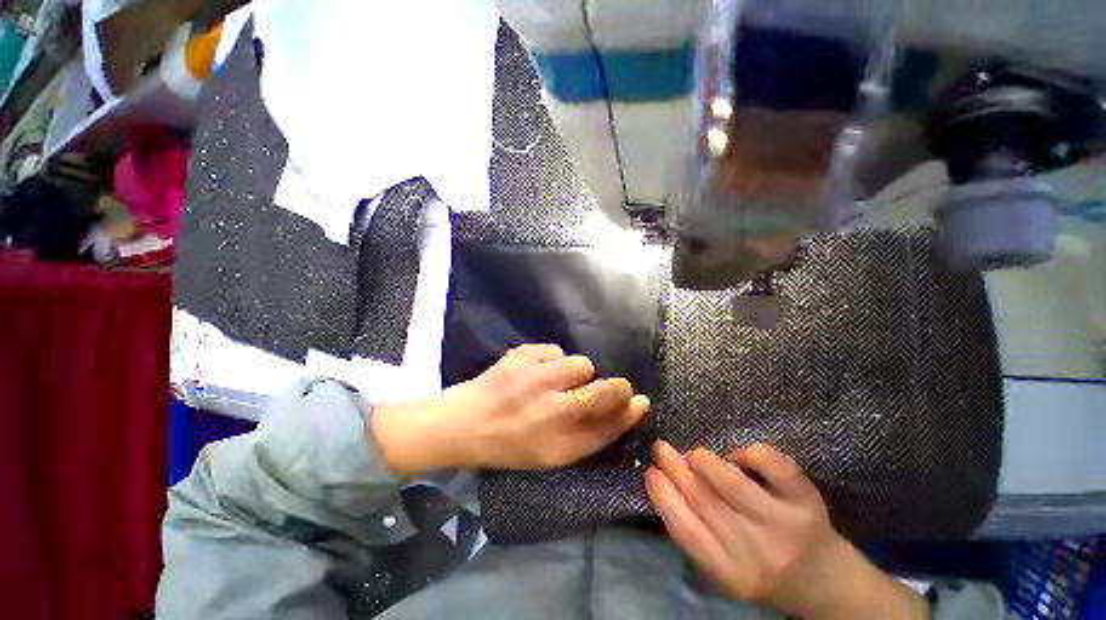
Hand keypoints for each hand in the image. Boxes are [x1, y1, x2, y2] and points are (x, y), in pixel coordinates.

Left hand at [371, 344, 650, 473]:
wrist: (463, 422)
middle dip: (611, 388)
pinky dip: (550, 360)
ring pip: (580, 363)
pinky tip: (533, 372)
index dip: (629, 406)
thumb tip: (633, 406)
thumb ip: (596, 433)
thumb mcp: (556, 453)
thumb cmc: (512, 444)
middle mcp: (551, 408)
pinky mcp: (520, 355)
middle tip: (593, 390)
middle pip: (606, 389)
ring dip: (575, 372)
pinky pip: (554, 350)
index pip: (613, 418)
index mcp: (560, 441)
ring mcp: (534, 376)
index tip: (634, 399)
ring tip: (555, 382)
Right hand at [646, 442, 927, 618]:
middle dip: (675, 469)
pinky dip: (752, 454)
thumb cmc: (763, 571)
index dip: (663, 495)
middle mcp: (756, 552)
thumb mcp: (724, 567)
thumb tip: (664, 483)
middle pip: (704, 502)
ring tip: (693, 454)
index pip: (685, 530)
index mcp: (729, 572)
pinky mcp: (807, 503)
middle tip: (660, 448)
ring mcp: (784, 525)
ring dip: (704, 461)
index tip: (650, 471)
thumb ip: (695, 533)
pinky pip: (775, 468)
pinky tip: (740, 455)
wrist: (824, 582)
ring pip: (733, 484)